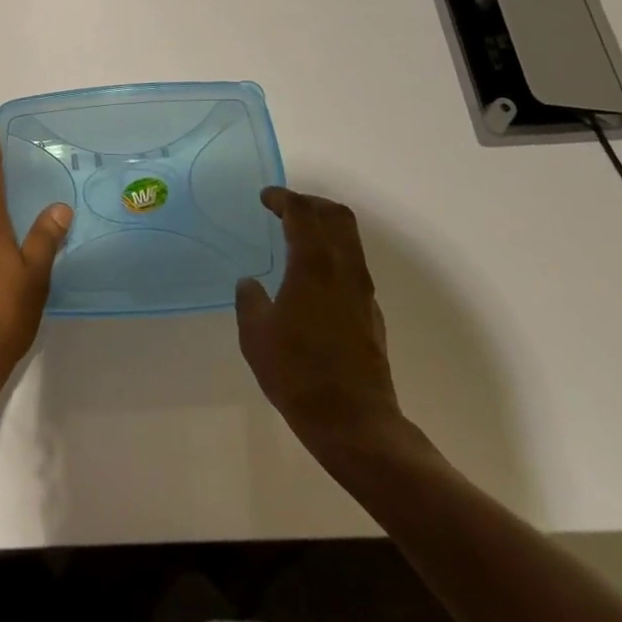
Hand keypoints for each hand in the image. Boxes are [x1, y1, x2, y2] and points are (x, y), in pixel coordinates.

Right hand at [236, 188, 407, 461]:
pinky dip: (333, 255)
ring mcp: (363, 292)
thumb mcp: (256, 337)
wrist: (355, 424)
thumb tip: (250, 284)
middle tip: (287, 208)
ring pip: (350, 240)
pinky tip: (313, 279)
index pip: (302, 212)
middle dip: (312, 203)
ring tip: (298, 238)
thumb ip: (250, 302)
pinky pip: (353, 267)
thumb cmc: (299, 374)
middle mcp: (343, 270)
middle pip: (337, 216)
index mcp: (313, 266)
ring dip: (326, 228)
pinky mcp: (371, 314)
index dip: (283, 198)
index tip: (265, 198)